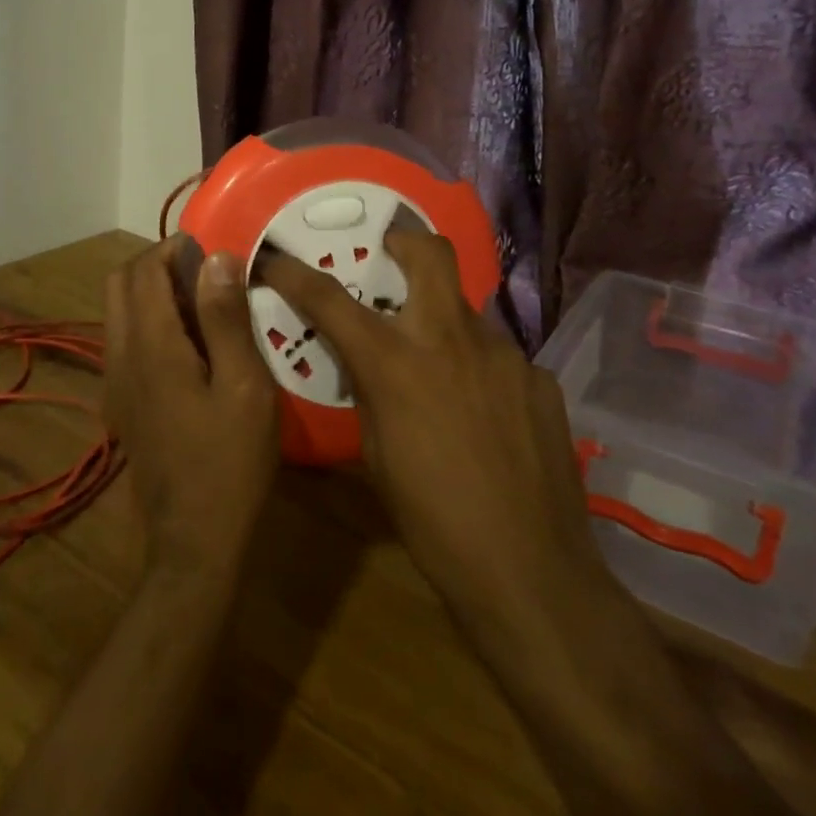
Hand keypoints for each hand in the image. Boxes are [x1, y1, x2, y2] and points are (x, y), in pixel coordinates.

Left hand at [104, 238, 278, 584]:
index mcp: (151, 345)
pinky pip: (125, 340)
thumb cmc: (231, 461)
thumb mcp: (244, 385)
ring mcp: (117, 382)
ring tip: (204, 305)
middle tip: (206, 273)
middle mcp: (121, 355)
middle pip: (120, 284)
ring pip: (119, 311)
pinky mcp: (123, 402)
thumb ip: (225, 317)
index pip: (144, 271)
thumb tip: (216, 257)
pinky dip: (149, 322)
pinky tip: (192, 347)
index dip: (174, 248)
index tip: (214, 249)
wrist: (194, 541)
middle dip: (157, 264)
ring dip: (152, 293)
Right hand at [258, 232, 611, 638]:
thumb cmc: (433, 522)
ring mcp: (504, 354)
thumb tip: (367, 362)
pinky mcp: (540, 378)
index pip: (330, 299)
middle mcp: (451, 339)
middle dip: (403, 242)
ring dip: (444, 323)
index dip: (294, 273)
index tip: (275, 259)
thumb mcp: (377, 455)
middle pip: (428, 252)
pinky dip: (481, 370)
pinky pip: (500, 357)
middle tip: (389, 259)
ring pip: (466, 310)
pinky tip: (485, 415)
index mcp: (396, 362)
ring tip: (442, 370)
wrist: (531, 573)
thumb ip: (369, 392)